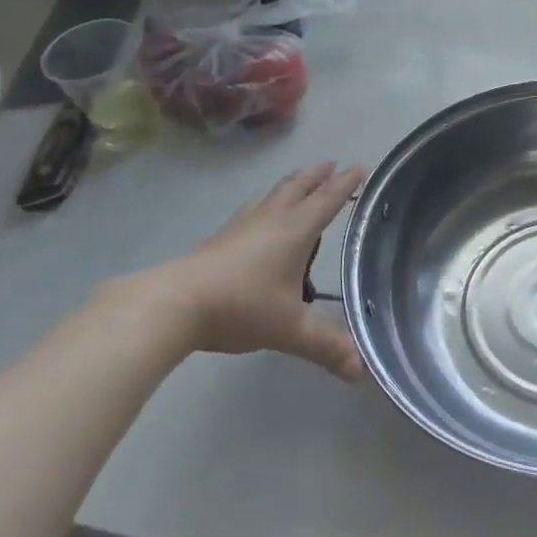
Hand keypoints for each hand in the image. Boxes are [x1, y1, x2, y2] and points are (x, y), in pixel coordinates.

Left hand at [118, 162, 365, 380]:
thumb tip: (362, 372)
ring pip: (272, 196)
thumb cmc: (240, 307)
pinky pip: (251, 210)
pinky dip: (265, 204)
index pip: (327, 200)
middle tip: (331, 164)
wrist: (174, 304)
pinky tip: (257, 214)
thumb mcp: (290, 329)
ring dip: (291, 185)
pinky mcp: (219, 240)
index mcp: (295, 232)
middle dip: (317, 176)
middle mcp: (270, 220)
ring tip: (299, 180)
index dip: (345, 184)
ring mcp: (241, 227)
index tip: (360, 166)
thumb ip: (327, 347)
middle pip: (297, 189)